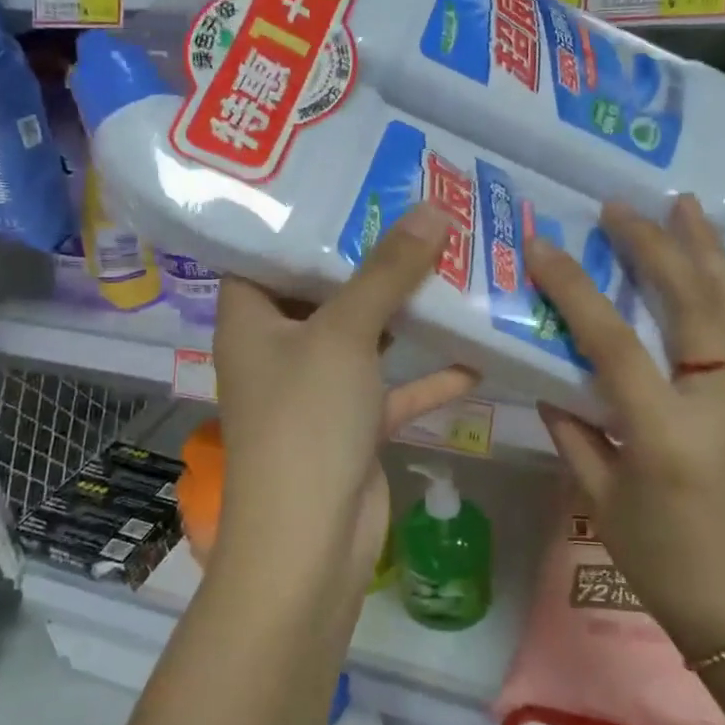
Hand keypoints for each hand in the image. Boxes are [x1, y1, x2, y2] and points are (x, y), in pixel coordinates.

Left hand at [211, 204, 478, 593]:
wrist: (309, 543)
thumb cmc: (306, 421)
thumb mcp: (344, 334)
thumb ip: (387, 272)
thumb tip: (432, 210)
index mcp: (250, 318)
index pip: (264, 251)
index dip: (300, 216)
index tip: (348, 180)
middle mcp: (277, 348)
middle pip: (322, 289)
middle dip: (369, 257)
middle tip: (415, 209)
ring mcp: (314, 389)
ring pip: (362, 337)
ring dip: (402, 311)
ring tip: (450, 260)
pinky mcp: (350, 425)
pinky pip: (391, 387)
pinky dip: (426, 375)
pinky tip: (474, 352)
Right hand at [525, 197, 724, 664]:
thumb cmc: (661, 560)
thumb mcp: (599, 498)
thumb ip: (573, 431)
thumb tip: (550, 382)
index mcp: (665, 433)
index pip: (614, 343)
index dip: (575, 290)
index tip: (542, 247)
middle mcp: (715, 402)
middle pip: (688, 304)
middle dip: (652, 248)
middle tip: (619, 208)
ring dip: (704, 250)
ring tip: (685, 205)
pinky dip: (723, 285)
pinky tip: (707, 263)